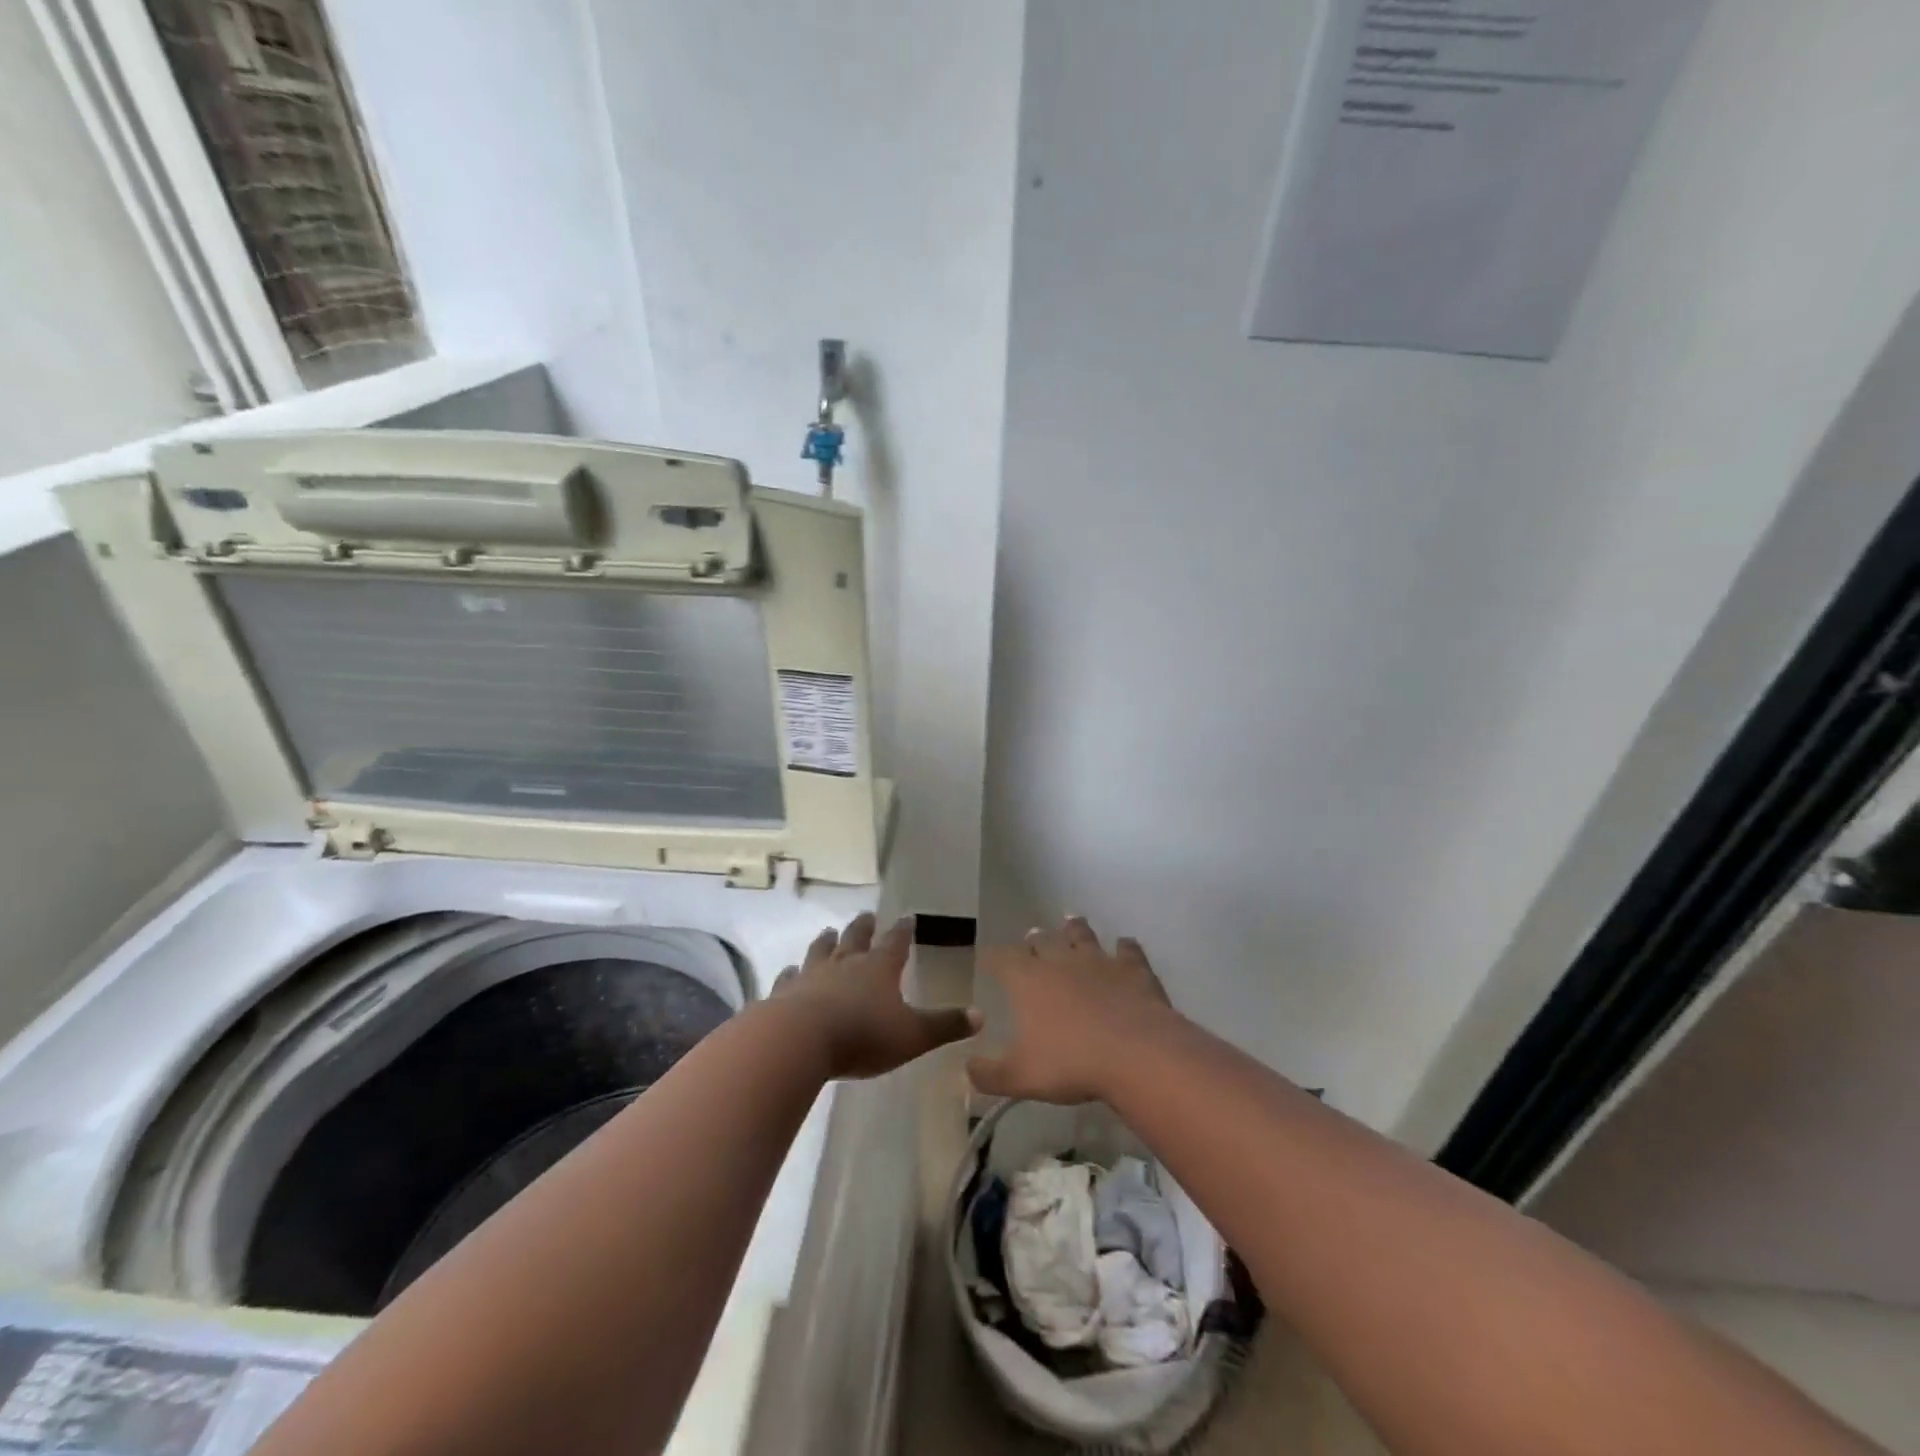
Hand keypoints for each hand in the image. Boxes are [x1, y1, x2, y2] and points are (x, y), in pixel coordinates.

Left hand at [771, 913, 980, 1079]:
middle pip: (856, 938)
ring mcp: (812, 975)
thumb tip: (981, 1015)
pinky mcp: (784, 993)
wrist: (799, 1041)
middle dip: (864, 927)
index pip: (896, 942)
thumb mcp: (913, 1035)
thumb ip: (945, 1025)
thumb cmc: (863, 1036)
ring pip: (821, 950)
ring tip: (829, 931)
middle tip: (867, 915)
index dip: (903, 931)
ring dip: (827, 941)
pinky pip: (788, 978)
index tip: (907, 917)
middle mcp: (846, 964)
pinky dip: (790, 973)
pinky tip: (788, 971)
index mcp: (879, 969)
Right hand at [968, 917, 1177, 1104]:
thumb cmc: (1071, 1064)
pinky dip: (1125, 946)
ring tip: (1071, 922)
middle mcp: (1060, 961)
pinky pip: (1127, 950)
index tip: (988, 960)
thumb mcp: (1020, 1077)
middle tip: (1031, 938)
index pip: (1002, 959)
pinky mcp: (1132, 969)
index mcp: (1028, 981)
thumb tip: (967, 1069)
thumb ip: (989, 1074)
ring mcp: (1099, 961)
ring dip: (1074, 928)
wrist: (1136, 1054)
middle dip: (1034, 940)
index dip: (993, 958)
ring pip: (1082, 935)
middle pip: (1042, 941)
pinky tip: (1125, 945)